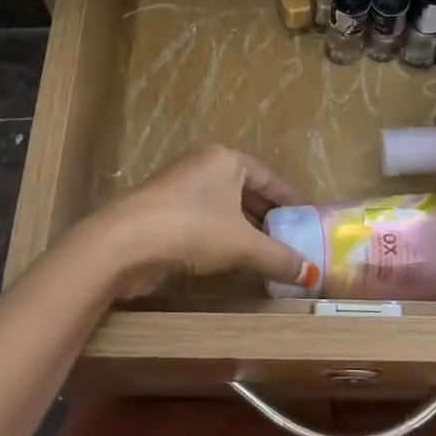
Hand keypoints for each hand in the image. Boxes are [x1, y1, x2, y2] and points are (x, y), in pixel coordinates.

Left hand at [78, 144, 309, 297]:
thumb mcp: (242, 244)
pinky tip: (234, 260)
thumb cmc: (191, 228)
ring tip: (270, 255)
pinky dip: (223, 238)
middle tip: (294, 242)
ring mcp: (181, 188)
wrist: (123, 243)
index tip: (310, 221)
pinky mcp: (164, 212)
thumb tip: (312, 276)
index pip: (270, 178)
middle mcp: (204, 166)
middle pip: (247, 192)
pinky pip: (206, 221)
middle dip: (270, 219)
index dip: (292, 201)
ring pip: (225, 209)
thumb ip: (278, 258)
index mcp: (226, 159)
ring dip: (246, 231)